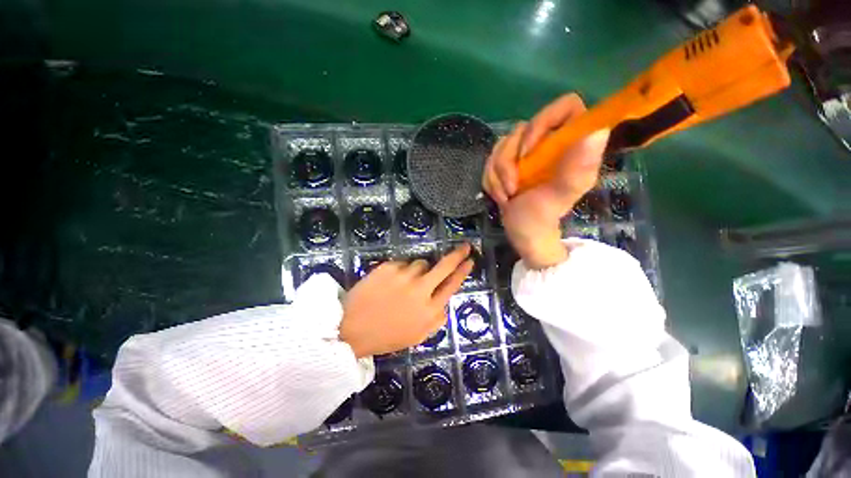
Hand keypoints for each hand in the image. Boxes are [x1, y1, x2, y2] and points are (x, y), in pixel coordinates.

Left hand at [340, 244, 473, 357]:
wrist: (351, 329)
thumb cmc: (386, 335)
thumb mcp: (417, 336)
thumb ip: (436, 319)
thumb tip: (445, 303)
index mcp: (429, 310)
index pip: (452, 285)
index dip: (463, 272)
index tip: (470, 260)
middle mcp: (420, 290)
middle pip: (444, 266)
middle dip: (457, 255)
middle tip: (465, 246)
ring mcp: (404, 276)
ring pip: (420, 263)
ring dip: (419, 270)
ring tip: (405, 283)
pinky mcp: (388, 267)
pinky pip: (402, 263)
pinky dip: (401, 270)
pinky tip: (390, 283)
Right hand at [482, 93, 609, 268]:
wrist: (522, 232)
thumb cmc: (543, 218)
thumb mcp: (560, 196)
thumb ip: (578, 168)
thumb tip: (596, 132)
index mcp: (571, 145)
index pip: (566, 107)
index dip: (544, 121)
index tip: (529, 152)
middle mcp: (549, 142)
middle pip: (522, 128)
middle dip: (509, 161)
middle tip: (513, 186)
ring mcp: (526, 152)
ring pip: (501, 145)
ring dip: (497, 175)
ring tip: (506, 196)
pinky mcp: (508, 163)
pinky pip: (490, 160)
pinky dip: (491, 180)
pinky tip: (501, 196)